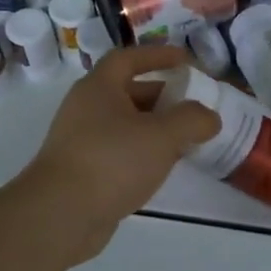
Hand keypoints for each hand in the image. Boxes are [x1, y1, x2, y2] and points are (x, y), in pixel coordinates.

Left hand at [11, 45, 220, 264]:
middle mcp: (86, 109)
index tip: (185, 60)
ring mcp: (82, 141)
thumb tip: (209, 117)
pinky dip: (143, 153)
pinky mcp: (83, 172)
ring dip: (156, 128)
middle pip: (129, 92)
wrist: (61, 215)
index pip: (129, 58)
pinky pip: (120, 152)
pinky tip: (163, 168)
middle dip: (163, 97)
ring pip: (126, 125)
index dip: (157, 55)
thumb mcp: (162, 135)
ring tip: (186, 140)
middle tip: (193, 107)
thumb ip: (192, 120)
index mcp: (99, 88)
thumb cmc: (112, 161)